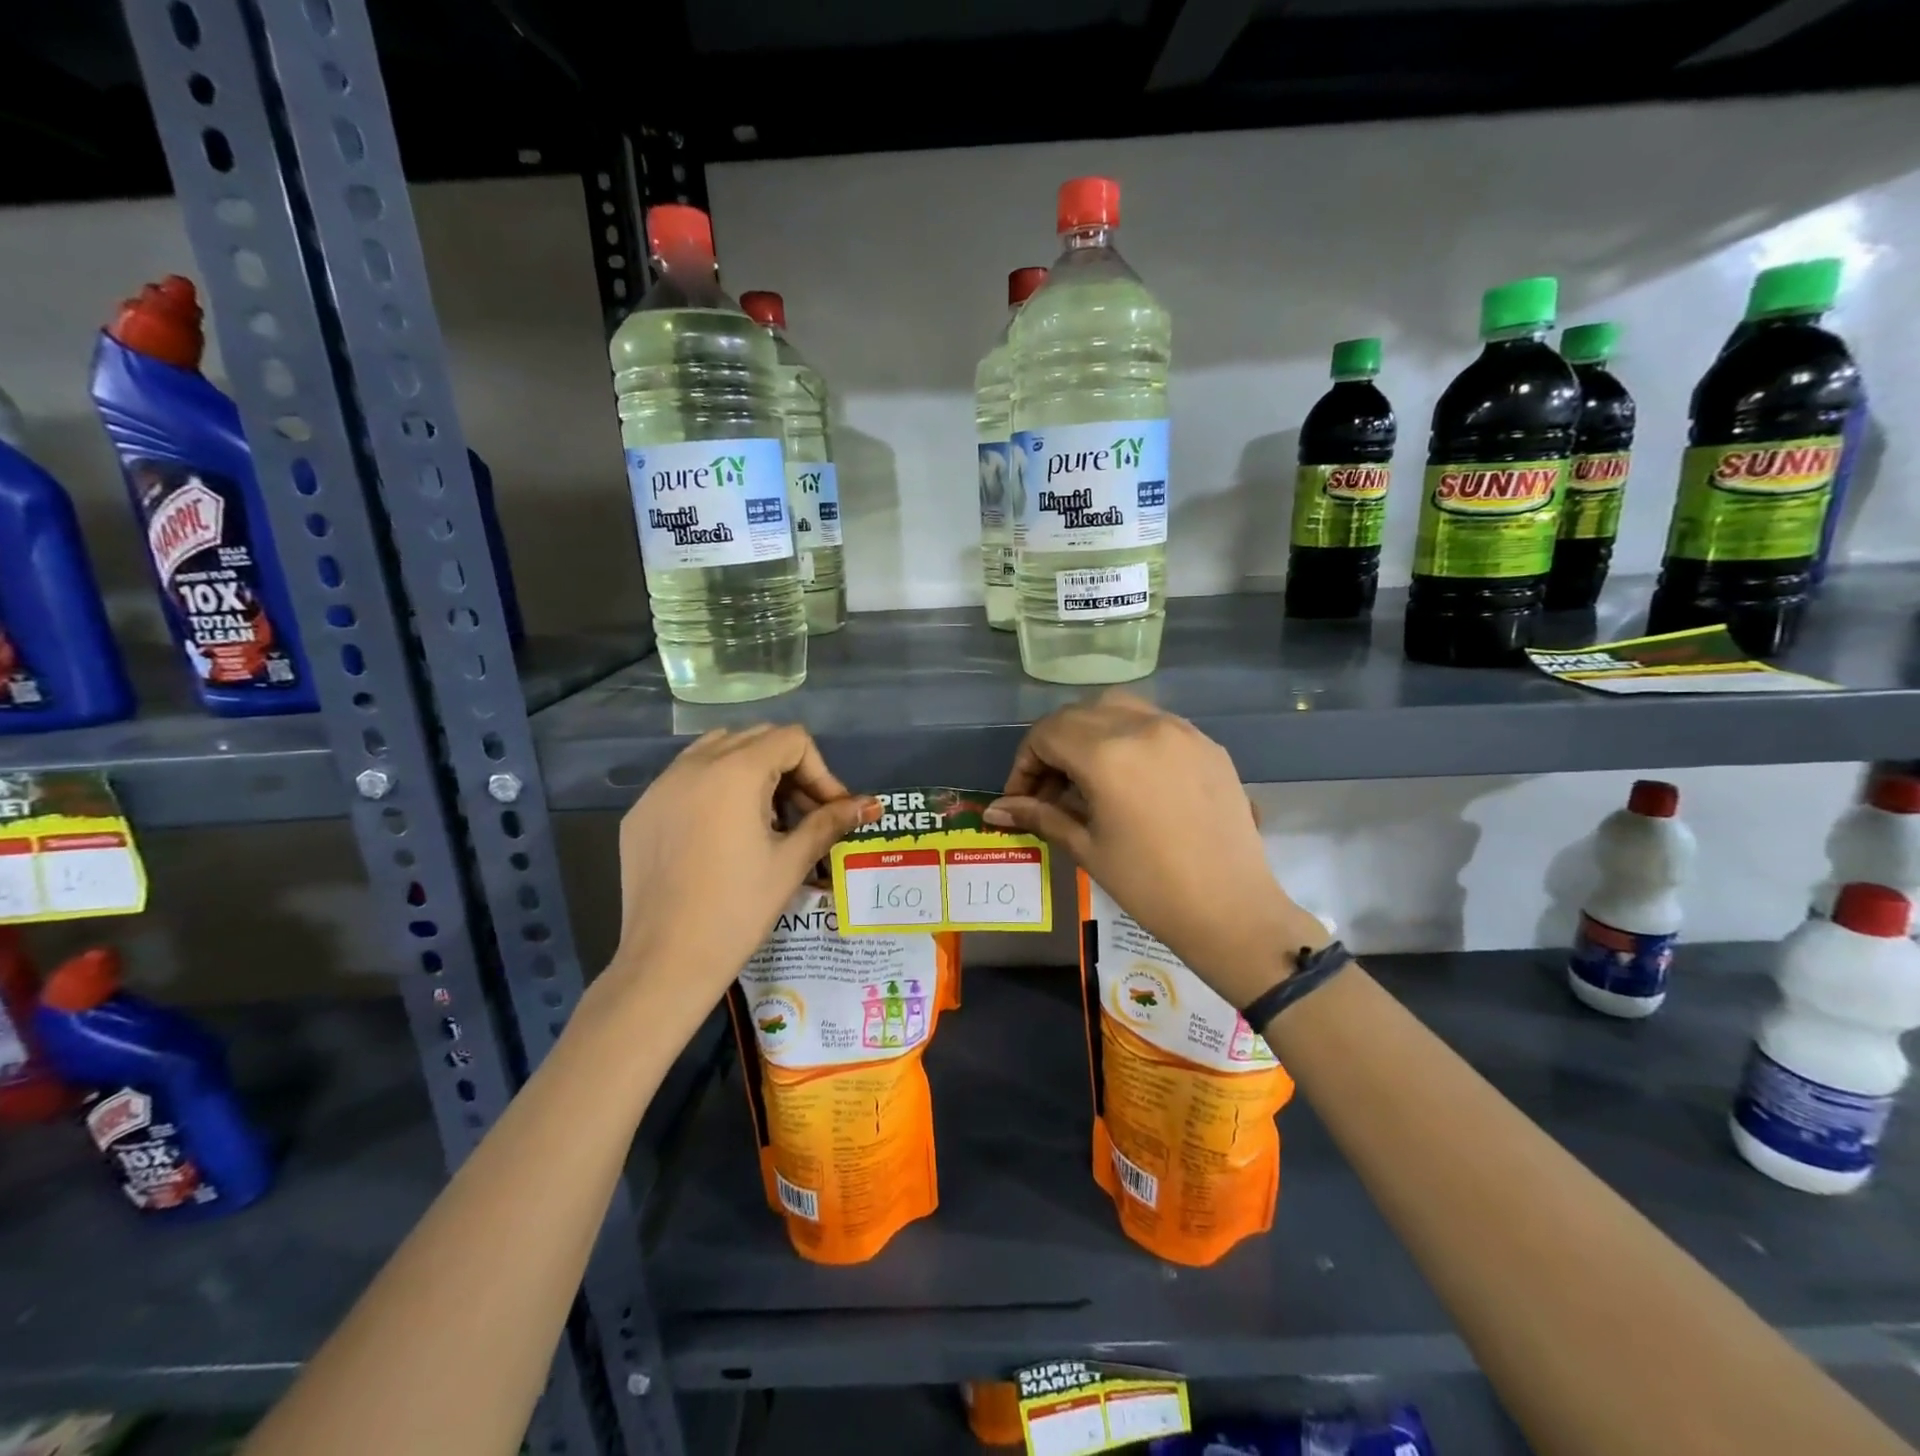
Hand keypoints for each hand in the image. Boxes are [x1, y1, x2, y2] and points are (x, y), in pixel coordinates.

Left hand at [609, 725, 876, 1009]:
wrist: (666, 961)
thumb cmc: (738, 910)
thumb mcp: (791, 861)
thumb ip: (830, 821)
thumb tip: (870, 805)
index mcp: (734, 772)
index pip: (791, 740)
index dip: (821, 772)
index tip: (829, 811)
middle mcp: (693, 765)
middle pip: (756, 738)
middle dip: (789, 769)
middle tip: (804, 815)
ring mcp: (660, 787)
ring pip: (717, 751)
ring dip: (751, 772)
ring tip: (765, 820)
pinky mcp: (641, 811)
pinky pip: (685, 779)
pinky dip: (714, 789)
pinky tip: (722, 835)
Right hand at [985, 691, 1324, 1006]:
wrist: (1231, 910)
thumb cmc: (1149, 887)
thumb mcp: (1087, 848)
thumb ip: (1040, 816)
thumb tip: (995, 809)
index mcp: (1107, 754)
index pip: (1047, 734)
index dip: (1025, 764)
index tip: (1021, 799)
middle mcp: (1143, 727)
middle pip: (1078, 714)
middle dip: (1053, 745)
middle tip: (1049, 789)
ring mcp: (1181, 731)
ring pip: (1118, 708)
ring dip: (1090, 731)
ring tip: (1087, 776)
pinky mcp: (1207, 744)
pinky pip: (1155, 723)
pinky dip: (1129, 736)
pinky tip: (1130, 776)